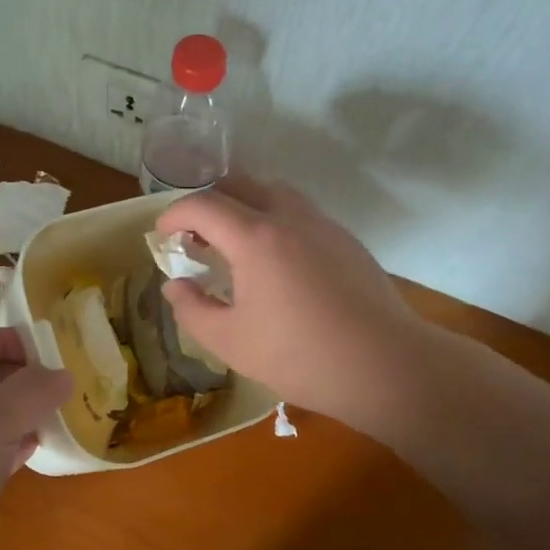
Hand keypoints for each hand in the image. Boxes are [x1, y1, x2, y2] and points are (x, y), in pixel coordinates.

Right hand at [156, 178, 442, 435]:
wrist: (386, 365)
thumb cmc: (301, 356)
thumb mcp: (231, 342)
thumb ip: (193, 310)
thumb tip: (175, 285)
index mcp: (255, 238)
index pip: (202, 205)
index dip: (174, 214)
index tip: (163, 234)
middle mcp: (288, 217)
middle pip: (239, 184)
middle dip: (208, 201)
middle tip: (195, 234)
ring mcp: (322, 224)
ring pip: (274, 192)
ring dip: (244, 204)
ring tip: (234, 241)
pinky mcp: (346, 239)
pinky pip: (300, 211)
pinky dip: (274, 218)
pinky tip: (276, 259)